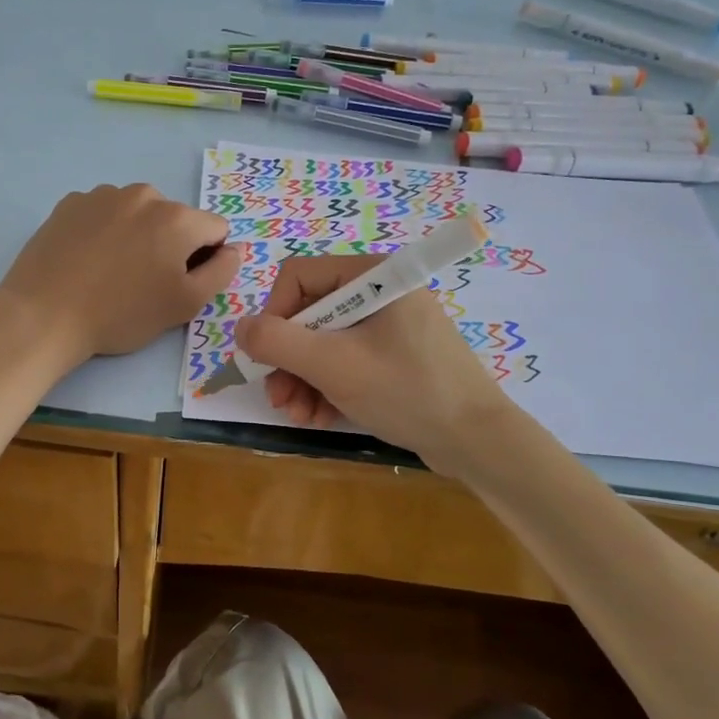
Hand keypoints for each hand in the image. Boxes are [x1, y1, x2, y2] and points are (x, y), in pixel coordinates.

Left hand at [0, 184, 242, 364]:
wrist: (44, 314)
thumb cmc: (121, 314)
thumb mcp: (183, 305)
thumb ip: (221, 272)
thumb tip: (234, 249)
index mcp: (177, 218)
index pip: (215, 230)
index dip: (206, 259)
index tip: (179, 283)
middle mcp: (143, 195)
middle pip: (175, 219)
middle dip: (169, 245)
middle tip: (143, 283)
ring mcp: (103, 194)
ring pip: (138, 214)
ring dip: (136, 236)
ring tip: (111, 273)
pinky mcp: (70, 202)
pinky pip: (103, 214)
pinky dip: (104, 232)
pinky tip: (86, 261)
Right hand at [236, 254, 514, 459]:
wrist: (478, 442)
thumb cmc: (405, 391)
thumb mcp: (333, 364)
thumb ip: (278, 341)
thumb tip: (240, 328)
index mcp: (373, 276)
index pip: (300, 277)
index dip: (274, 315)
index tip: (267, 356)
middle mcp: (381, 293)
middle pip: (310, 314)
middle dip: (288, 359)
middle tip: (278, 397)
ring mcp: (390, 327)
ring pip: (325, 343)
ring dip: (303, 380)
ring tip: (297, 414)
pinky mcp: (396, 358)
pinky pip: (348, 362)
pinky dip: (328, 387)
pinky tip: (319, 417)